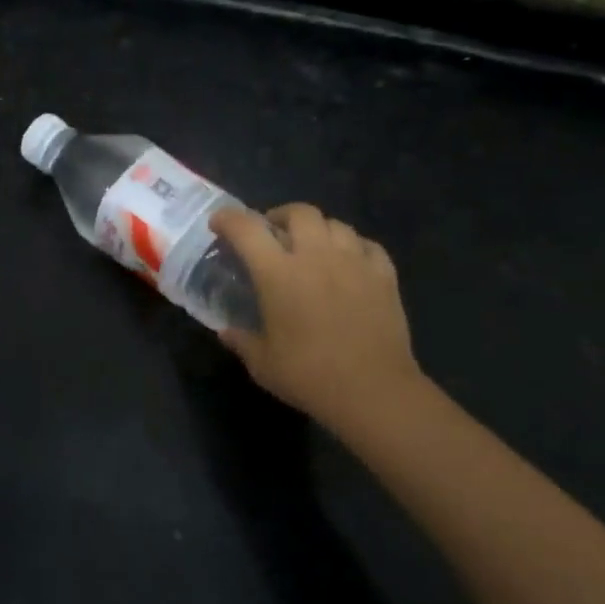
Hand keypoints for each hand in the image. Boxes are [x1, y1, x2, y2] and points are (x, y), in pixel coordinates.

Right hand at [210, 204, 421, 427]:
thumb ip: (242, 341)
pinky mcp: (384, 275)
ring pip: (335, 224)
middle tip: (273, 233)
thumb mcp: (262, 363)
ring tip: (312, 247)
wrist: (373, 391)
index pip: (247, 229)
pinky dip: (353, 246)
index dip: (228, 219)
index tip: (219, 223)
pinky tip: (349, 262)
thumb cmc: (309, 375)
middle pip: (299, 212)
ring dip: (318, 229)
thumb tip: (226, 331)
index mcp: (278, 273)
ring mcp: (354, 262)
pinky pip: (367, 245)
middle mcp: (315, 256)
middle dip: (280, 216)